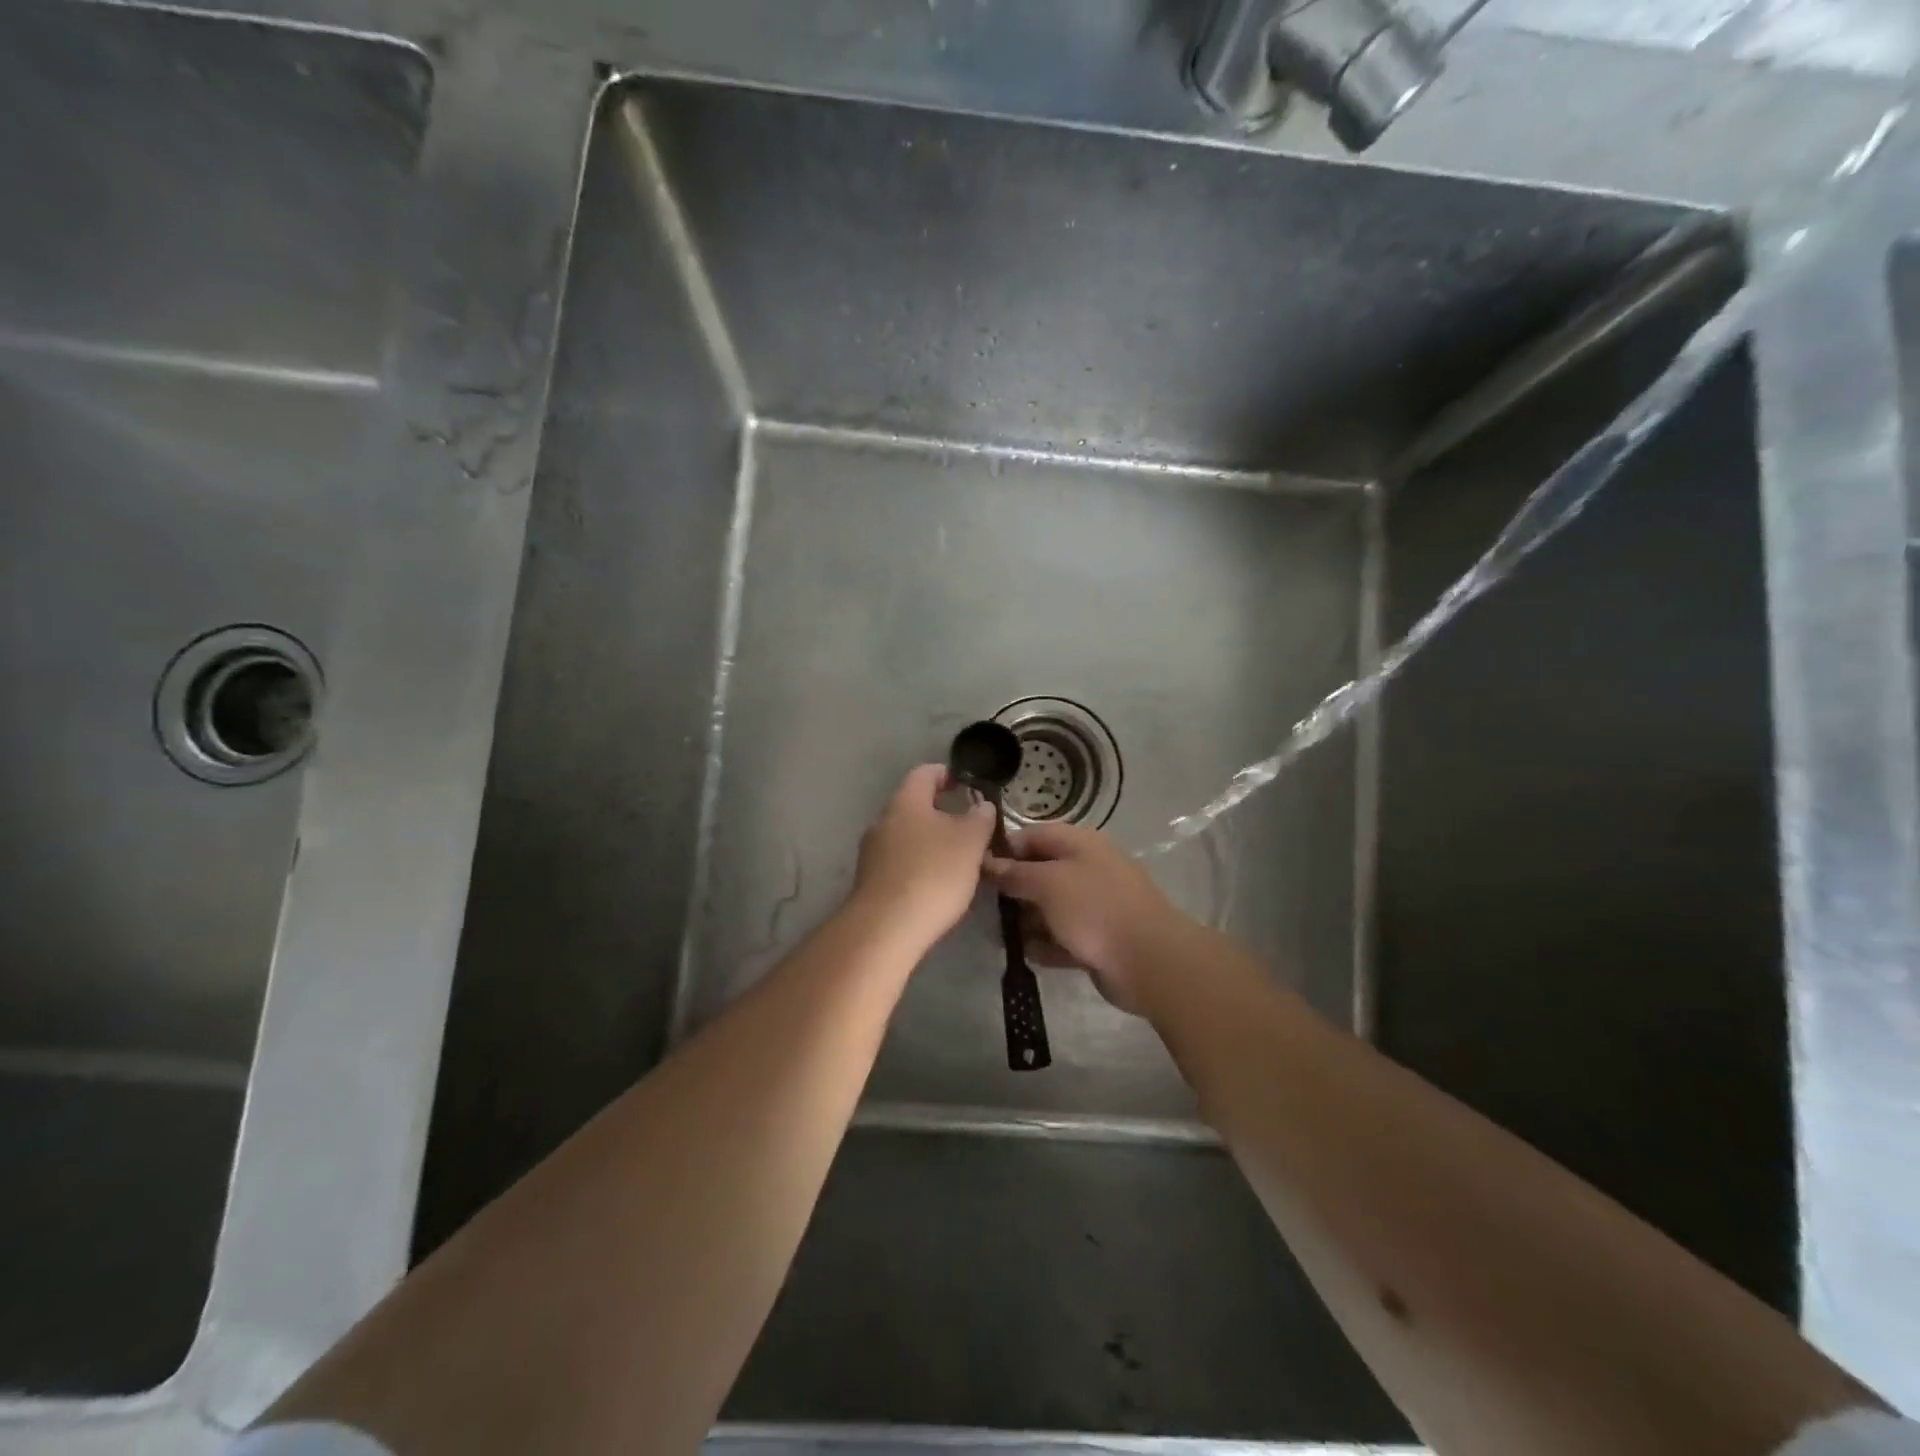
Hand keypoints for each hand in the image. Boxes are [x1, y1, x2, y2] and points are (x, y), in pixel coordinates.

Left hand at [851, 765, 997, 950]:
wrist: (885, 929)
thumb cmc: (932, 874)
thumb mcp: (970, 842)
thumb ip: (980, 819)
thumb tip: (982, 805)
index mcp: (905, 802)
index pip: (925, 773)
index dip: (947, 774)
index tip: (968, 785)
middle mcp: (882, 821)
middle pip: (913, 805)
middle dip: (941, 812)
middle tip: (970, 827)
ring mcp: (871, 853)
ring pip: (906, 836)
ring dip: (930, 841)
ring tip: (957, 859)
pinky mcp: (870, 882)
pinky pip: (899, 862)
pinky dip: (919, 865)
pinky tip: (936, 885)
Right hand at [984, 823, 1184, 1013]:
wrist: (1149, 960)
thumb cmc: (1094, 909)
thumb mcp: (1047, 883)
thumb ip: (1015, 872)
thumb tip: (988, 862)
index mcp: (1080, 844)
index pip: (1032, 836)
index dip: (1003, 849)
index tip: (975, 869)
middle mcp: (1087, 868)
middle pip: (1040, 872)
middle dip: (1012, 889)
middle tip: (982, 907)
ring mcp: (1095, 905)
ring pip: (1050, 907)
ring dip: (1026, 921)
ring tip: (999, 936)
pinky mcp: (1098, 939)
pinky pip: (1063, 936)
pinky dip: (1046, 944)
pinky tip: (1027, 955)